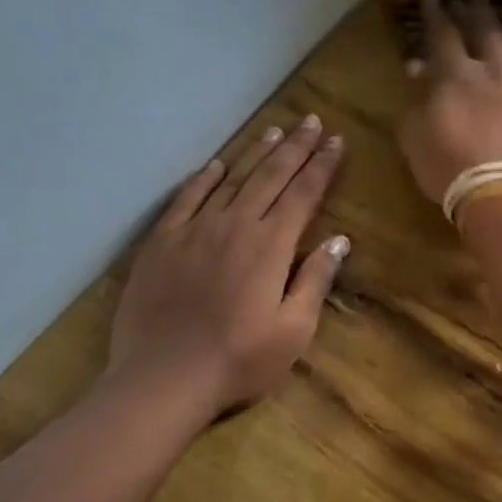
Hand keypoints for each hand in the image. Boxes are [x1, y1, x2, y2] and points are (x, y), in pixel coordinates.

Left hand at [105, 117, 347, 418]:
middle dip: (295, 148)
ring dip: (255, 154)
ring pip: (231, 180)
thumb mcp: (294, 330)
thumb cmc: (239, 361)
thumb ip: (315, 280)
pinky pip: (186, 199)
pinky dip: (203, 178)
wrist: (163, 379)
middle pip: (270, 177)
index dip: (322, 166)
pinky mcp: (162, 243)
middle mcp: (235, 226)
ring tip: (274, 132)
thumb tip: (340, 241)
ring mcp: (194, 231)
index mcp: (271, 246)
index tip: (336, 142)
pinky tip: (215, 165)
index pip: (303, 194)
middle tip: (311, 122)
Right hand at [398, 0, 501, 205]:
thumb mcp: (416, 138)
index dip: (437, 15)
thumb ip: (416, 100)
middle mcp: (492, 68)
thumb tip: (418, 68)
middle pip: (483, 28)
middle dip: (474, 8)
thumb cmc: (452, 170)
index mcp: (454, 75)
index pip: (443, 34)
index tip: (433, 0)